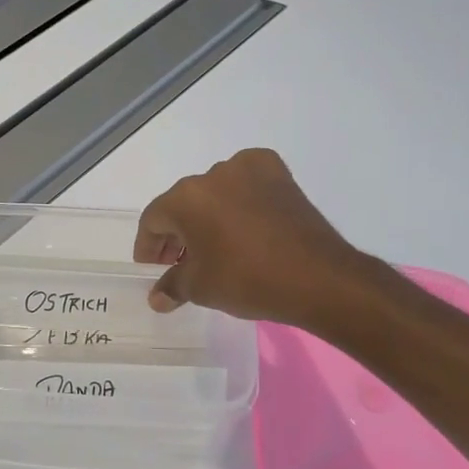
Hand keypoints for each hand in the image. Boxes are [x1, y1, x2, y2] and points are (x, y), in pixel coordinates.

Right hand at [135, 149, 371, 324]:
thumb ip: (172, 286)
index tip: (153, 267)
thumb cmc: (248, 280)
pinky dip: (238, 198)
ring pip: (213, 192)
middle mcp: (212, 175)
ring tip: (212, 246)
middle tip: (178, 262)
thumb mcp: (201, 288)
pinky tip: (242, 221)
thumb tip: (157, 297)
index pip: (154, 219)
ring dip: (206, 216)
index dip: (148, 246)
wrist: (319, 278)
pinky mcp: (279, 175)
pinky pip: (246, 183)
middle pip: (182, 203)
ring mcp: (248, 170)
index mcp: (185, 198)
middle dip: (176, 232)